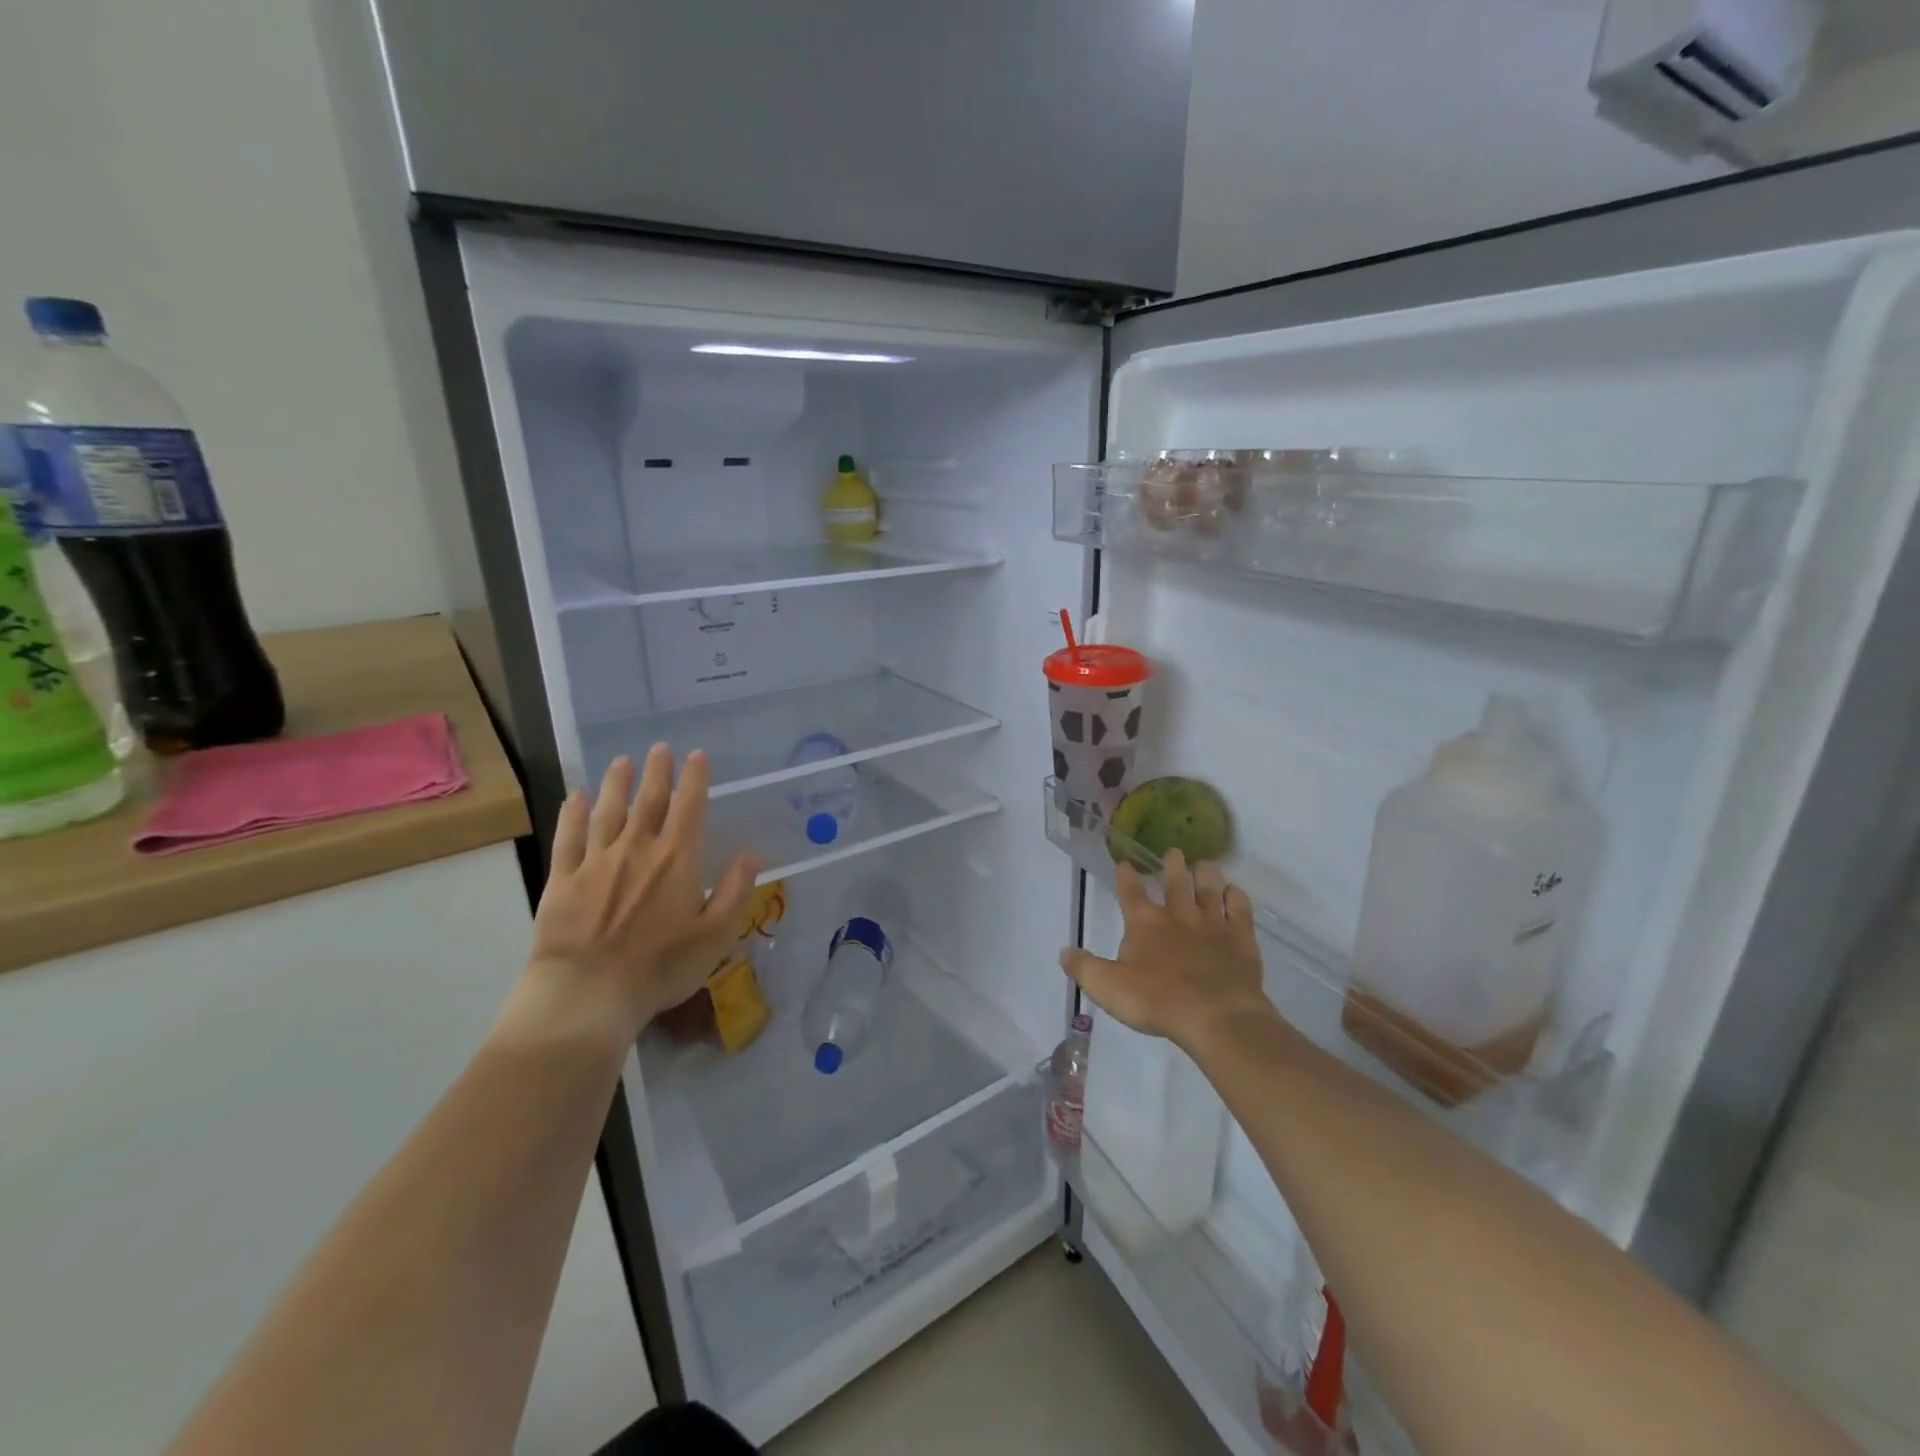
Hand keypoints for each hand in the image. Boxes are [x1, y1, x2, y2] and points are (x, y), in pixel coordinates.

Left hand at [505, 746, 758, 1050]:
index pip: (689, 807)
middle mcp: (637, 848)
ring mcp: (596, 861)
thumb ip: (735, 890)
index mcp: (677, 859)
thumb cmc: (661, 966)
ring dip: (616, 784)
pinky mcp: (563, 879)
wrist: (588, 992)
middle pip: (649, 800)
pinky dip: (572, 814)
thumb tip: (751, 854)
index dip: (694, 779)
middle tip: (660, 748)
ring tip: (621, 762)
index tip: (696, 755)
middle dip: (657, 772)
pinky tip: (574, 797)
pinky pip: (568, 838)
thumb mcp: (716, 934)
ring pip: (607, 811)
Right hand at [1060, 850, 1266, 1050]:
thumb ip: (1084, 967)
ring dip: (1206, 874)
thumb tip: (1064, 952)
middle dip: (1172, 864)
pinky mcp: (1240, 937)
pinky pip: (1240, 908)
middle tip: (1173, 852)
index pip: (1131, 891)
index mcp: (1144, 922)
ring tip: (1204, 864)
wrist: (1216, 1016)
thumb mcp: (1107, 987)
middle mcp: (1179, 914)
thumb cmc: (1157, 1001)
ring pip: (1210, 888)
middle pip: (1176, 881)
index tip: (1124, 863)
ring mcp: (1213, 923)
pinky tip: (1234, 892)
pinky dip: (1236, 896)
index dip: (1125, 876)